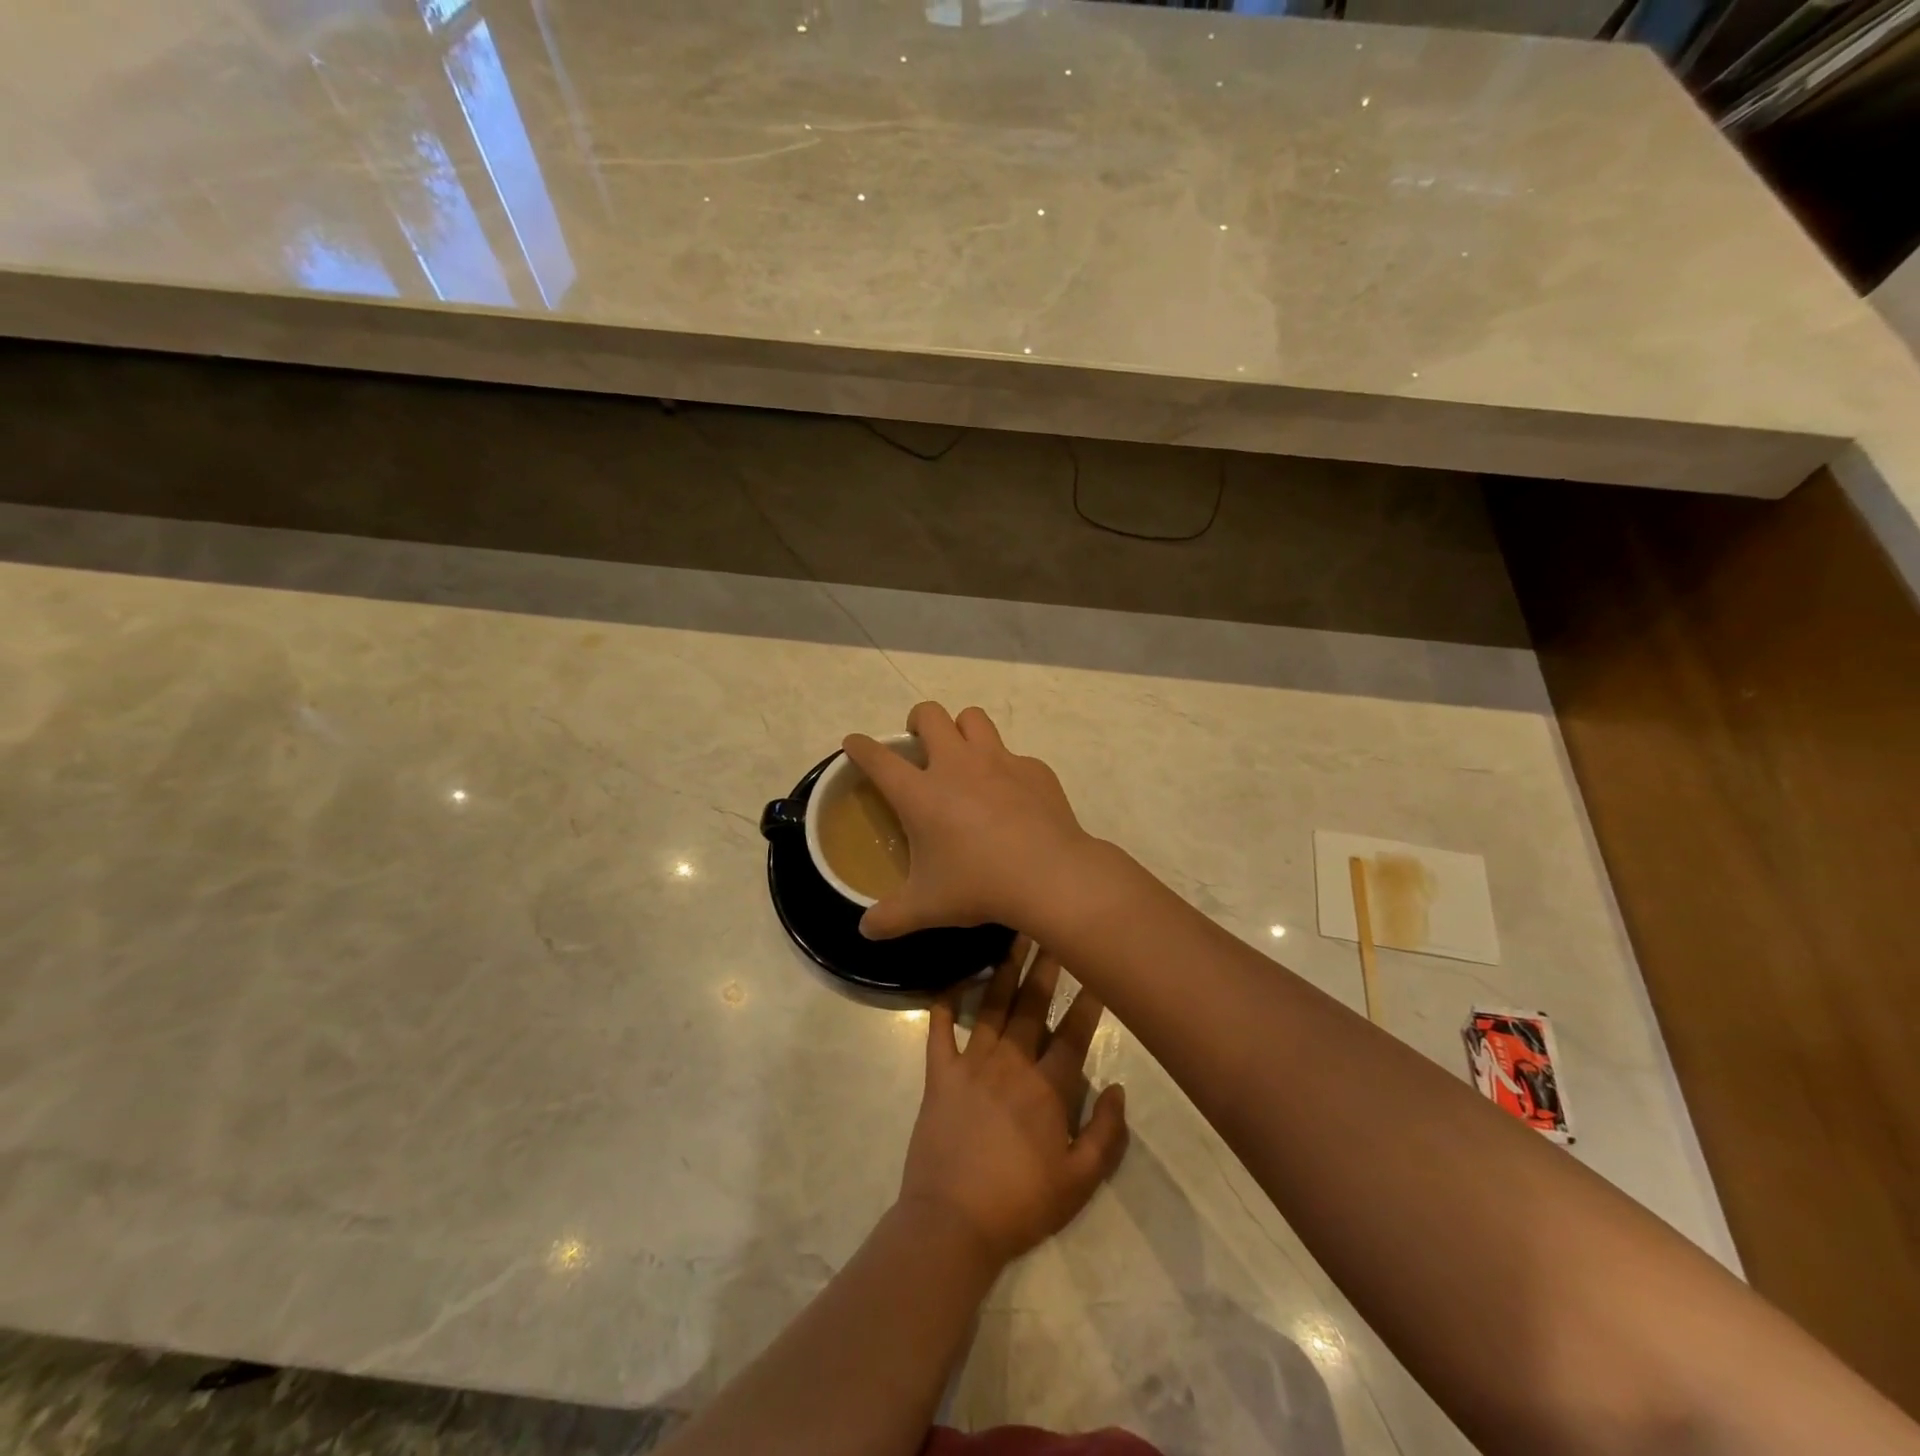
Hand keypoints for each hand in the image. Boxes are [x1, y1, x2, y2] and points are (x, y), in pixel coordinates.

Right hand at [844, 702, 1091, 938]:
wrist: (1050, 875)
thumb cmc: (979, 885)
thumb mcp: (927, 907)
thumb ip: (890, 917)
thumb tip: (865, 930)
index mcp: (921, 793)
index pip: (878, 758)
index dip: (861, 747)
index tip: (855, 744)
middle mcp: (956, 764)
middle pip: (929, 714)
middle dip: (918, 721)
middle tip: (920, 744)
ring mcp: (999, 760)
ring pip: (973, 718)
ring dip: (962, 729)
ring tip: (964, 755)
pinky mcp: (1034, 769)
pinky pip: (1014, 755)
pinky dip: (1006, 768)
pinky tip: (1013, 797)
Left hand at [896, 941, 1128, 1269]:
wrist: (952, 1224)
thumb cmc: (1021, 1204)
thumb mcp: (1080, 1183)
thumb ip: (1106, 1134)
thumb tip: (1119, 1087)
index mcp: (1048, 1088)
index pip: (1073, 1033)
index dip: (1088, 999)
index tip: (1097, 966)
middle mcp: (1010, 1063)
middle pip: (1032, 1005)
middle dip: (1046, 965)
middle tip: (1052, 928)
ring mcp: (970, 1064)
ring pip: (991, 1006)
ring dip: (1004, 970)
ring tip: (1013, 937)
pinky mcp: (938, 1075)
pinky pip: (940, 1029)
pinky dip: (945, 1003)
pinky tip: (953, 980)